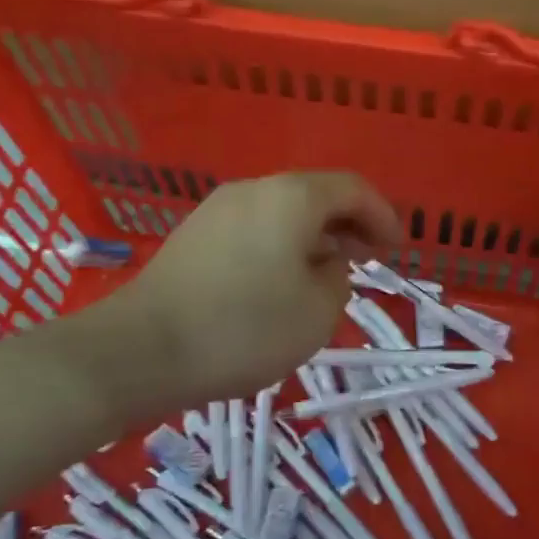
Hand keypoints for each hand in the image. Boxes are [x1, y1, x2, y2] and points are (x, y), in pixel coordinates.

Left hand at [110, 172, 402, 407]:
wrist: (141, 349)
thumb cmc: (244, 328)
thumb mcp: (317, 311)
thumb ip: (337, 279)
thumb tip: (322, 265)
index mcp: (292, 197)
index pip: (352, 189)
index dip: (382, 215)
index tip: (396, 248)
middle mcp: (254, 189)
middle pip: (315, 194)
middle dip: (347, 225)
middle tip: (365, 259)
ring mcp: (217, 209)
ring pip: (281, 212)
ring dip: (312, 237)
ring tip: (324, 275)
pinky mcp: (192, 235)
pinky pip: (252, 228)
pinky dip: (279, 246)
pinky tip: (278, 283)